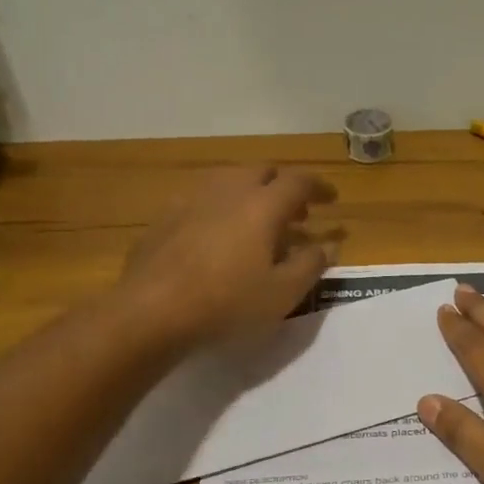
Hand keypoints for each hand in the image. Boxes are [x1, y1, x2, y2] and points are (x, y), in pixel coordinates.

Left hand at [118, 166, 340, 348]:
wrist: (152, 312)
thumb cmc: (228, 303)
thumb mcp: (283, 292)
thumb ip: (311, 264)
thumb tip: (329, 244)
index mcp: (262, 205)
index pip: (299, 181)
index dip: (319, 187)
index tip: (331, 199)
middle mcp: (228, 191)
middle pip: (262, 171)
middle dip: (283, 186)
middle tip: (296, 214)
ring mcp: (191, 200)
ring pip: (228, 181)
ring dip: (250, 193)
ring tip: (257, 222)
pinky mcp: (164, 218)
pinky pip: (201, 200)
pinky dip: (220, 208)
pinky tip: (216, 235)